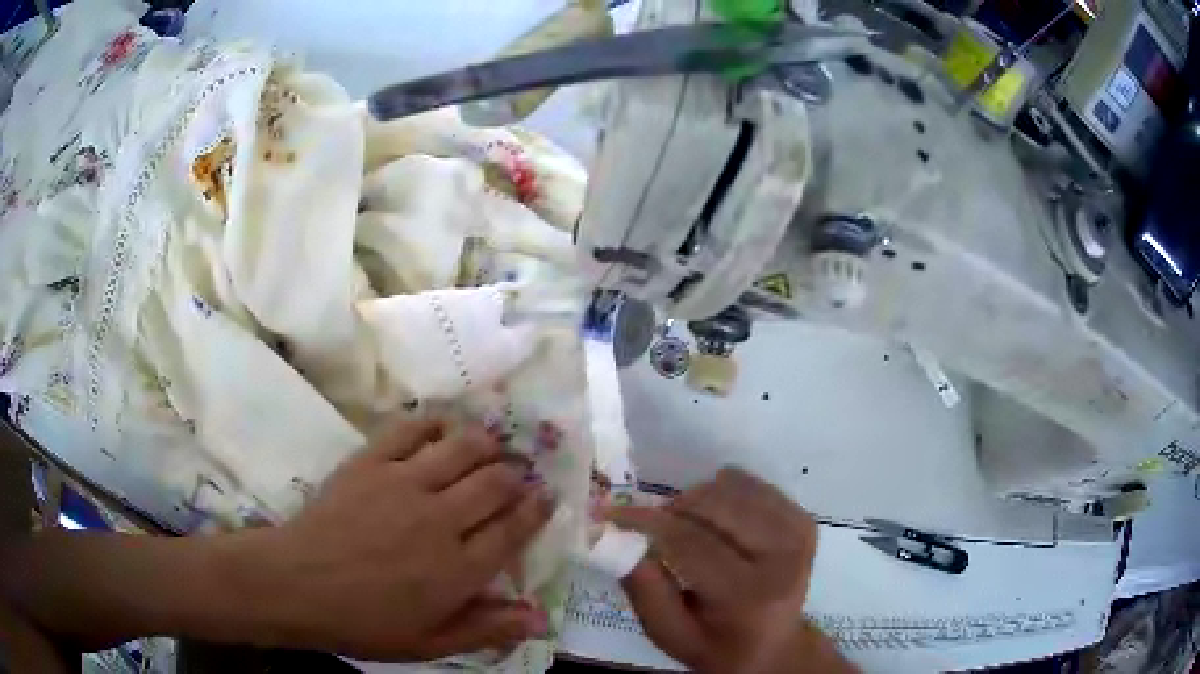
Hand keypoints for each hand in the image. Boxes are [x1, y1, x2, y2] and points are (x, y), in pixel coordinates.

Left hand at [243, 416, 554, 660]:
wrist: (296, 585)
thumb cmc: (364, 623)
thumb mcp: (429, 644)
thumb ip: (486, 629)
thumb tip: (540, 618)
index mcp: (459, 569)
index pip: (513, 530)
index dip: (536, 510)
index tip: (546, 497)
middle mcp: (441, 519)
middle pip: (495, 482)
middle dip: (515, 475)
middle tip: (516, 475)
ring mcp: (404, 484)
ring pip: (462, 448)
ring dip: (485, 443)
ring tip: (490, 446)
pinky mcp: (371, 462)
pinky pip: (411, 430)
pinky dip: (434, 423)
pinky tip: (441, 428)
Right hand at [605, 468, 839, 673]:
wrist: (776, 647)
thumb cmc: (717, 647)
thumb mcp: (671, 636)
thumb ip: (645, 591)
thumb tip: (620, 538)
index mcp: (749, 595)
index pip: (692, 542)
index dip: (647, 521)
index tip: (613, 512)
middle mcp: (782, 557)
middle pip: (715, 505)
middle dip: (673, 508)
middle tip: (653, 526)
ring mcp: (798, 533)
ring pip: (733, 488)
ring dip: (697, 499)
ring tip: (685, 526)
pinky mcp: (803, 519)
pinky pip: (753, 485)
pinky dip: (724, 493)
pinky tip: (716, 519)